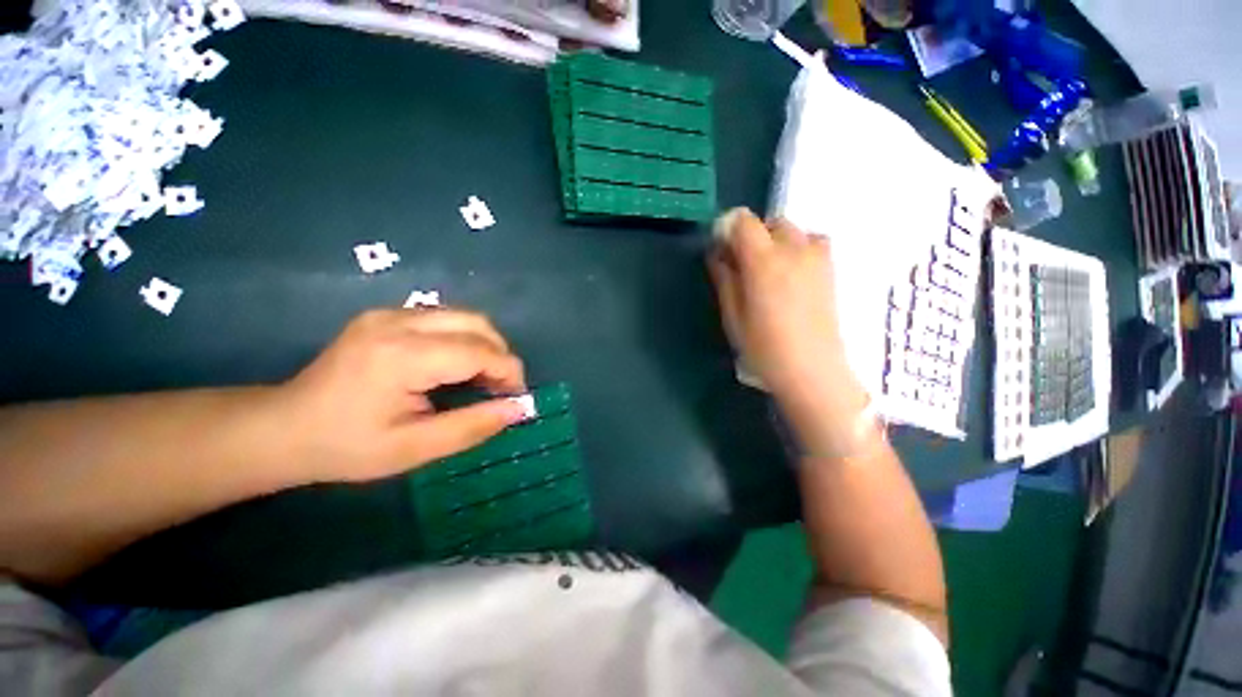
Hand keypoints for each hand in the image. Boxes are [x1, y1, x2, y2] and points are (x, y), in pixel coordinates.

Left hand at [278, 308, 529, 482]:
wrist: (282, 427)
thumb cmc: (346, 447)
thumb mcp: (413, 449)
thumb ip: (472, 426)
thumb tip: (519, 408)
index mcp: (402, 357)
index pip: (479, 351)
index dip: (508, 372)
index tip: (515, 398)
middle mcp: (398, 322)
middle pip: (477, 323)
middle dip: (501, 355)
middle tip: (499, 388)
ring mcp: (389, 313)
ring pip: (464, 316)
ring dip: (485, 345)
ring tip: (481, 379)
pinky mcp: (386, 314)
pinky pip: (445, 318)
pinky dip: (464, 339)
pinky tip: (455, 366)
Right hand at [707, 208, 871, 455]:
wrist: (812, 370)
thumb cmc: (763, 347)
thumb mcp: (732, 315)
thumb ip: (725, 278)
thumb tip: (718, 254)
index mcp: (763, 261)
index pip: (743, 221)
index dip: (727, 228)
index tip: (721, 248)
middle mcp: (793, 249)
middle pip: (770, 222)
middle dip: (752, 235)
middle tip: (742, 263)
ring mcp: (817, 258)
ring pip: (793, 230)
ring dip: (776, 240)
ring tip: (769, 268)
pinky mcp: (831, 269)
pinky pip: (813, 242)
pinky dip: (798, 247)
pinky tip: (792, 273)